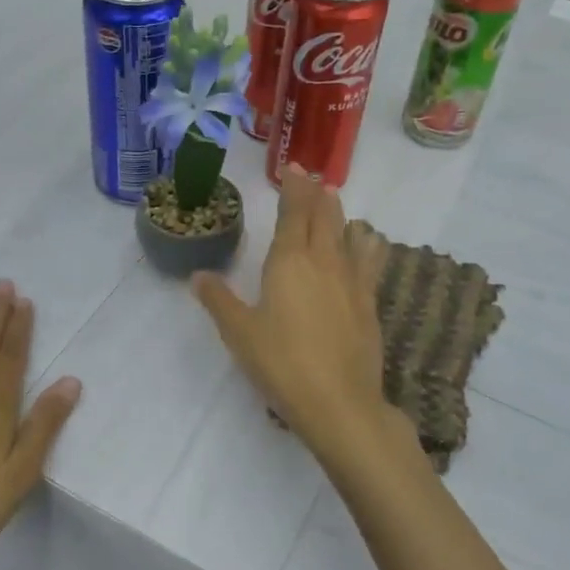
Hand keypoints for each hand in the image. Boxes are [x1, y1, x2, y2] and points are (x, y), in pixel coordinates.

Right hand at [193, 167, 414, 478]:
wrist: (339, 402)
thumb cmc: (281, 363)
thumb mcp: (239, 333)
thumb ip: (219, 300)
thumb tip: (198, 275)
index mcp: (288, 262)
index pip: (293, 213)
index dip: (293, 188)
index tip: (293, 168)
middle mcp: (323, 261)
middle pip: (323, 216)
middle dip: (316, 193)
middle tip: (313, 177)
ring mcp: (352, 280)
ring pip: (348, 233)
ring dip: (341, 214)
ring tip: (336, 200)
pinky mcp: (369, 302)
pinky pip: (370, 260)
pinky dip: (367, 244)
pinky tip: (370, 242)